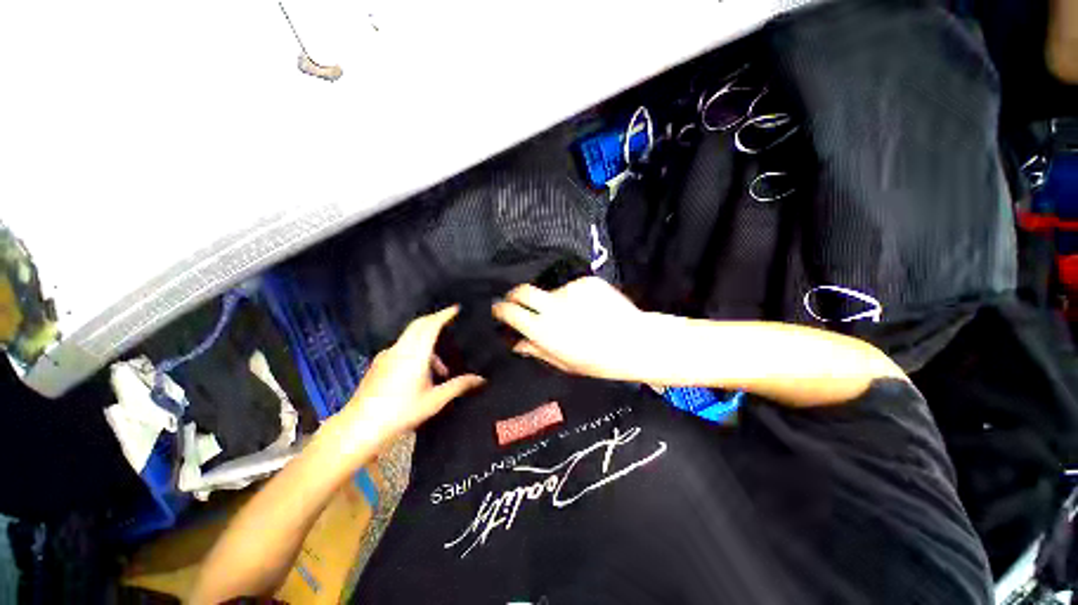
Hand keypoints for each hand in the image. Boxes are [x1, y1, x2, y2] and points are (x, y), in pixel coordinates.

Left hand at [335, 307, 484, 448]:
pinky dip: (416, 351)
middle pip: (419, 325)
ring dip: (427, 343)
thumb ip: (459, 386)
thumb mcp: (435, 400)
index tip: (456, 308)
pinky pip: (402, 348)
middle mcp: (400, 349)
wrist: (360, 427)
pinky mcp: (379, 364)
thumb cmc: (401, 412)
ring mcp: (387, 355)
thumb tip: (481, 379)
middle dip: (435, 320)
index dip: (444, 314)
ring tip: (441, 369)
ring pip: (410, 338)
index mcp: (415, 354)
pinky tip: (420, 374)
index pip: (431, 325)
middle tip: (451, 322)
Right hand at [492, 277, 646, 380]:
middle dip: (514, 294)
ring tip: (574, 315)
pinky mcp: (586, 282)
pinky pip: (573, 288)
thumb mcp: (563, 363)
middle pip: (522, 291)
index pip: (510, 312)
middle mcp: (552, 306)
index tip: (499, 309)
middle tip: (518, 301)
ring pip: (552, 292)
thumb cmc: (597, 361)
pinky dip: (575, 297)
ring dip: (555, 301)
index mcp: (543, 330)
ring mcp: (570, 291)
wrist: (634, 342)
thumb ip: (537, 350)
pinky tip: (589, 308)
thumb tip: (518, 343)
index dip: (500, 309)